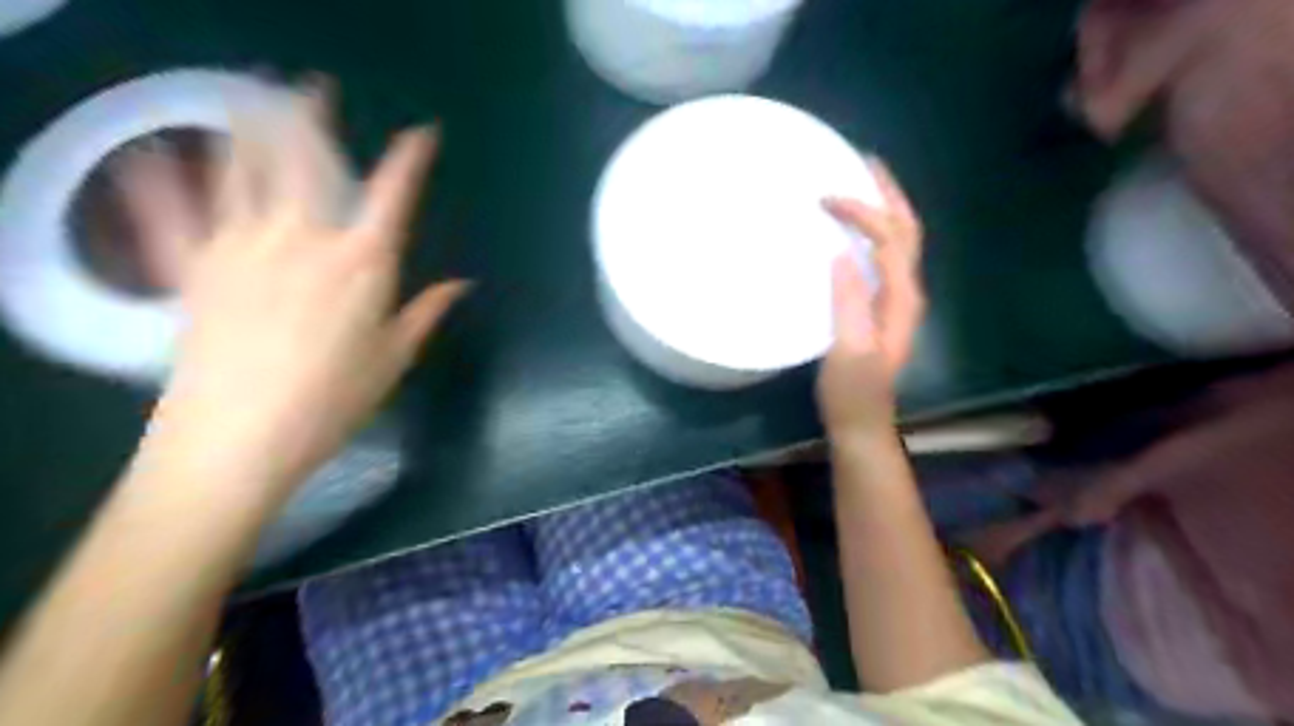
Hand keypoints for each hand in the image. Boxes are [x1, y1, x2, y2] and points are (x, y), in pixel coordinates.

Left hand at [137, 85, 468, 501]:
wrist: (239, 438)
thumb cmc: (333, 401)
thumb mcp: (393, 358)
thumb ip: (426, 312)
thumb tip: (463, 284)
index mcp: (362, 263)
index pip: (393, 196)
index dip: (410, 160)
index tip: (423, 133)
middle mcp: (304, 239)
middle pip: (309, 162)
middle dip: (315, 118)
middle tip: (316, 86)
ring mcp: (242, 245)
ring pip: (246, 169)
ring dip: (252, 127)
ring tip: (254, 96)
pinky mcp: (194, 265)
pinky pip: (176, 211)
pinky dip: (163, 180)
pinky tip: (155, 156)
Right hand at [811, 161, 925, 443]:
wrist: (861, 420)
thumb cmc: (852, 391)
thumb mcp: (848, 351)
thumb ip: (849, 304)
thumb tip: (842, 254)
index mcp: (900, 298)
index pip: (889, 239)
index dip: (861, 213)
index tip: (823, 200)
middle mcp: (906, 291)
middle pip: (907, 229)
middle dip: (889, 193)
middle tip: (863, 161)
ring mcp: (896, 298)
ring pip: (900, 239)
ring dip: (886, 206)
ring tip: (862, 181)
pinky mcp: (882, 305)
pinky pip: (884, 255)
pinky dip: (874, 230)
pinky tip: (854, 227)